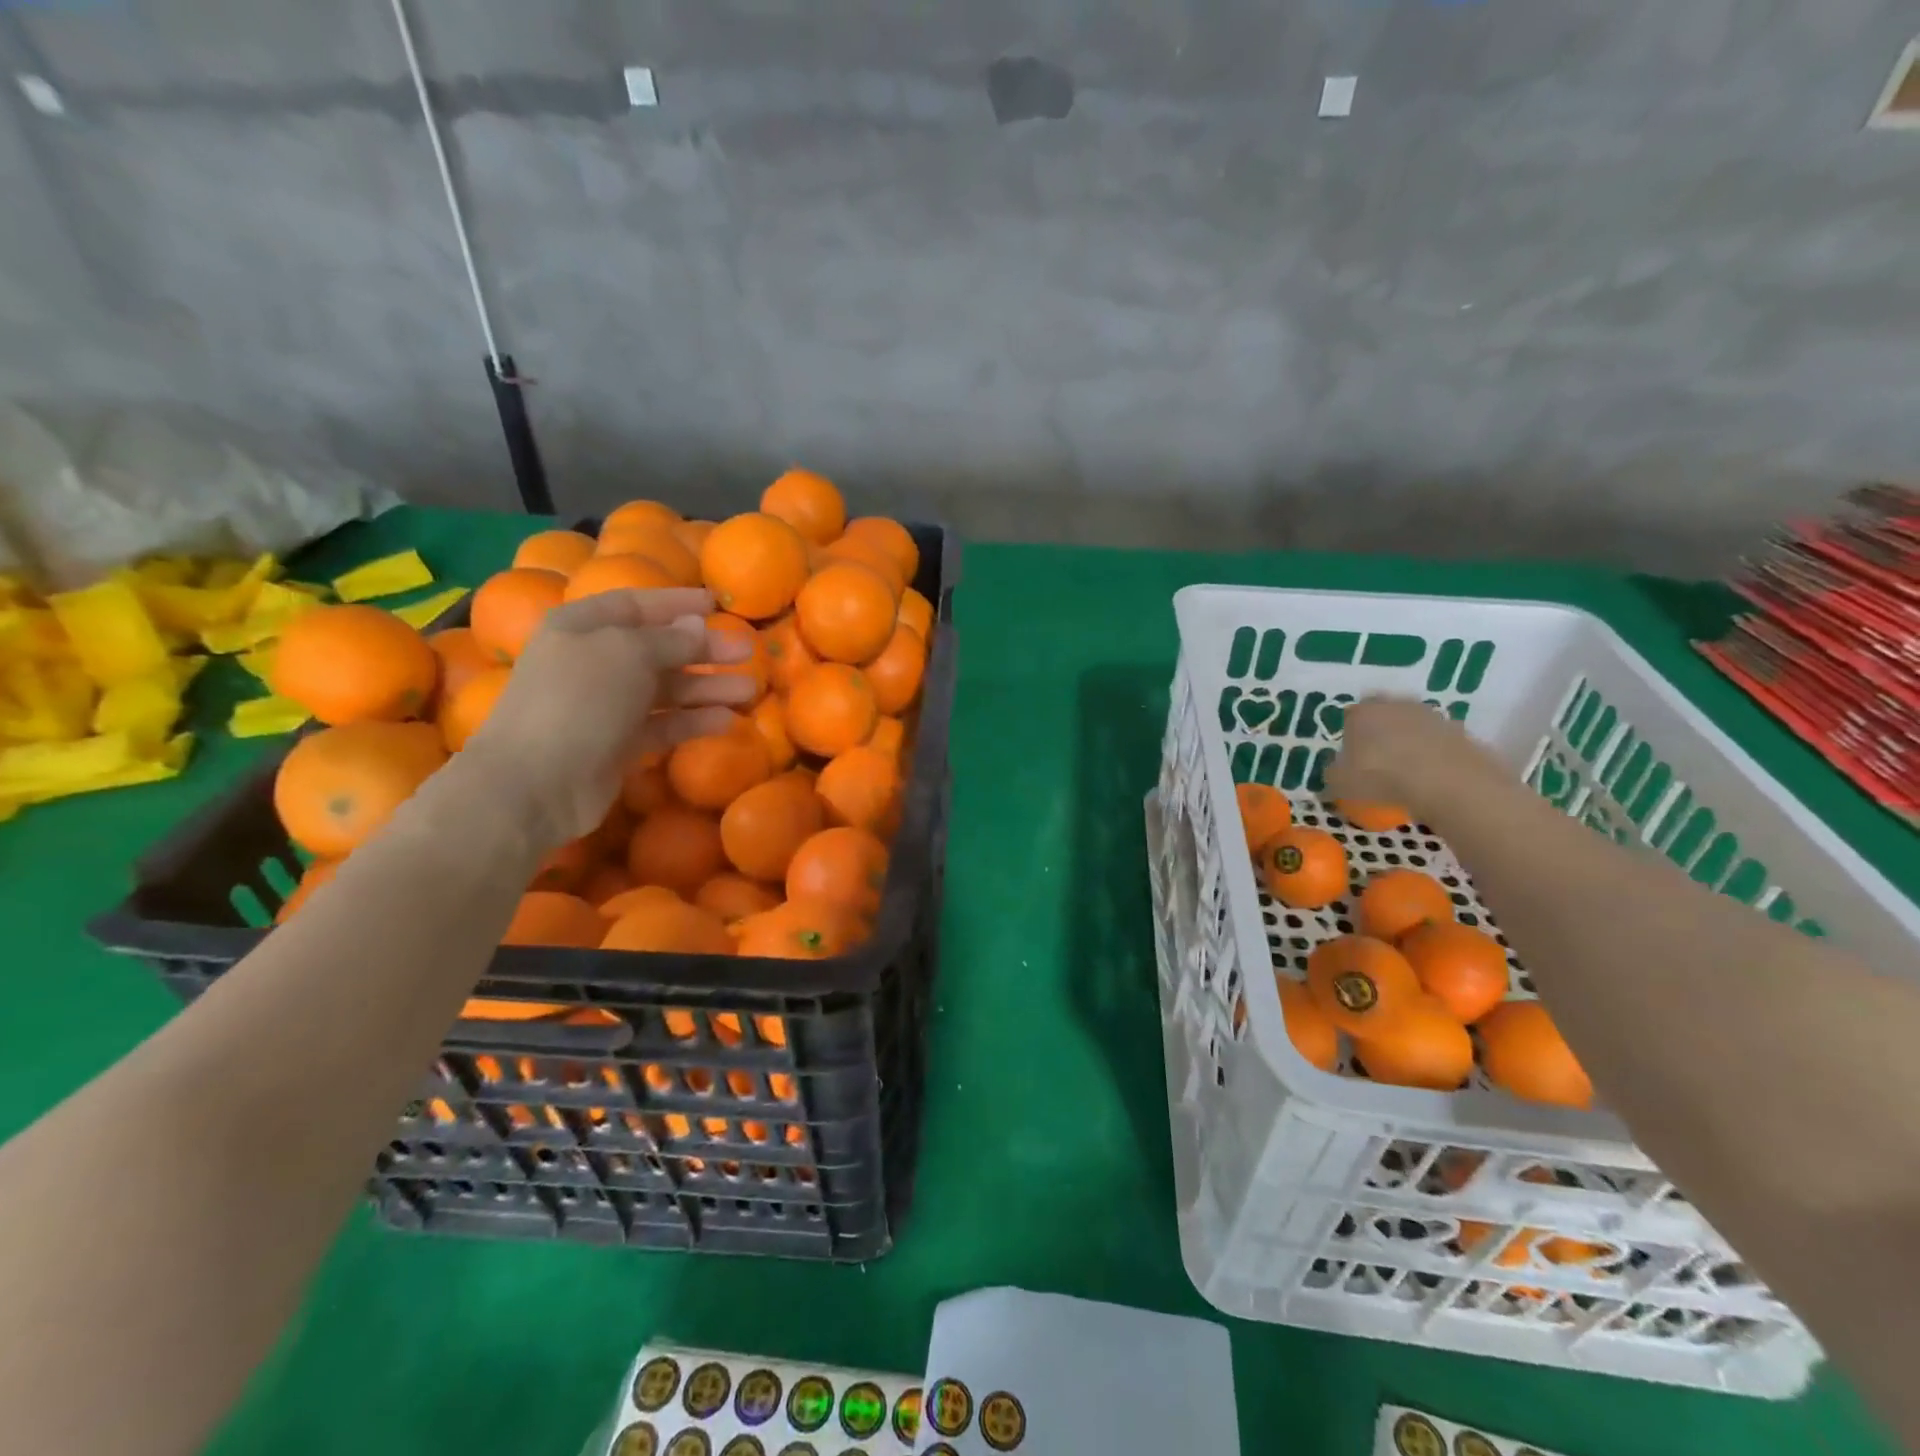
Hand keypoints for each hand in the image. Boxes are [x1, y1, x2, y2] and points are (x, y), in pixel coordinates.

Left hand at [460, 588, 753, 845]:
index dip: (677, 602)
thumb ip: (670, 639)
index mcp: (582, 627)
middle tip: (748, 652)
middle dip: (704, 649)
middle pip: (659, 648)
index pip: (636, 604)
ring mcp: (606, 705)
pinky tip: (726, 721)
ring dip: (707, 687)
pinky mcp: (619, 743)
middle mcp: (593, 661)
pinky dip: (693, 720)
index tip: (717, 604)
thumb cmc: (579, 700)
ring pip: (667, 689)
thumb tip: (698, 625)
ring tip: (749, 691)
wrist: (535, 783)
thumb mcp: (629, 654)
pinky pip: (664, 724)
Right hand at [1324, 697, 1509, 822]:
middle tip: (1377, 760)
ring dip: (1409, 742)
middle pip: (1384, 715)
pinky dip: (1433, 755)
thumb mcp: (1341, 784)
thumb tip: (1333, 774)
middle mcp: (1396, 705)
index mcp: (1362, 712)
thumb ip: (1333, 775)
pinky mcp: (1461, 733)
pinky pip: (1438, 743)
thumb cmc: (1381, 777)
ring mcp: (1431, 716)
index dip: (1350, 735)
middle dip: (1380, 733)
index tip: (1351, 756)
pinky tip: (1430, 777)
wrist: (1448, 783)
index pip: (1351, 716)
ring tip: (1405, 772)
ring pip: (1413, 726)